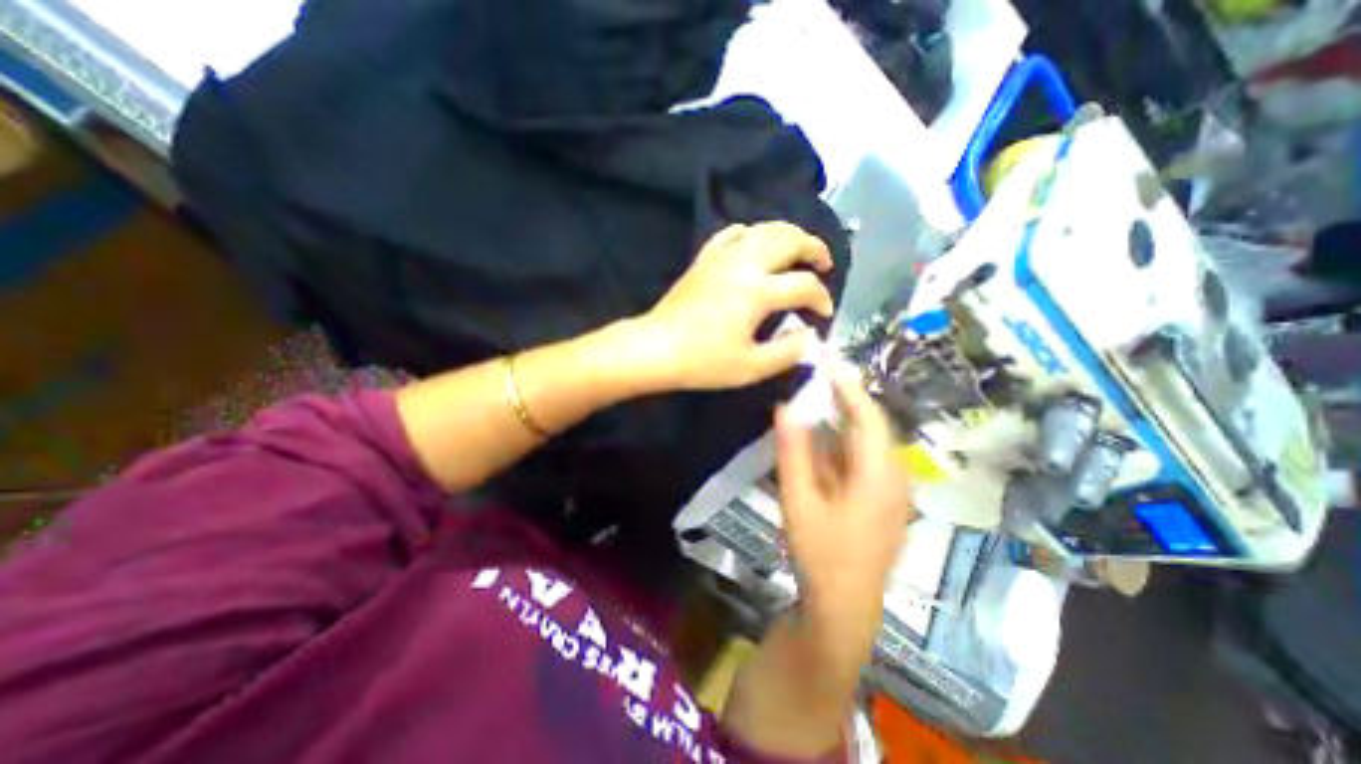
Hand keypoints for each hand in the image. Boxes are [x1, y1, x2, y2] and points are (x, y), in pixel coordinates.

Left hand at [632, 219, 835, 388]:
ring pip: (763, 229)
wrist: (656, 349)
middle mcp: (743, 264)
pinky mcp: (704, 258)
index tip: (824, 314)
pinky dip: (752, 233)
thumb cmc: (703, 362)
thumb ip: (788, 352)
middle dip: (814, 248)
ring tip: (798, 251)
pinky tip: (756, 245)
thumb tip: (809, 335)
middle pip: (789, 239)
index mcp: (757, 292)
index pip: (804, 285)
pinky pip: (732, 233)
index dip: (822, 298)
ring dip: (788, 235)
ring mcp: (721, 257)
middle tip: (824, 264)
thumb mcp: (751, 367)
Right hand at [776, 366, 912, 667]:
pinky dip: (840, 443)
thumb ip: (792, 451)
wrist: (843, 608)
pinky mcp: (879, 501)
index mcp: (879, 474)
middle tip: (817, 374)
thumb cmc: (821, 554)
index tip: (826, 360)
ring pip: (865, 443)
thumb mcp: (799, 500)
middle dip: (845, 398)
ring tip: (816, 396)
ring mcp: (889, 491)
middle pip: (870, 426)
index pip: (868, 415)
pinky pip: (861, 461)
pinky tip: (820, 438)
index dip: (848, 385)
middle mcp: (892, 476)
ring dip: (841, 420)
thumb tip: (785, 406)